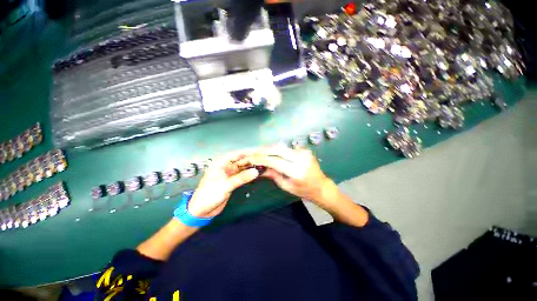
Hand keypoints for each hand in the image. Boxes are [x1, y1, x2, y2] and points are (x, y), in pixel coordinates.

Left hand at [187, 151, 258, 217]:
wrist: (202, 211)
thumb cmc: (209, 195)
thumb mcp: (225, 185)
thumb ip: (241, 178)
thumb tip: (256, 171)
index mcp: (220, 163)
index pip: (236, 154)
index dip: (247, 152)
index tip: (258, 151)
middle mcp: (225, 166)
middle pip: (240, 160)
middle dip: (250, 159)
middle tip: (263, 158)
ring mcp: (229, 173)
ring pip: (242, 167)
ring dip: (250, 166)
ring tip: (262, 164)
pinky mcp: (232, 180)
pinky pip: (242, 174)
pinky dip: (248, 173)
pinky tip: (256, 172)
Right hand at [242, 146, 338, 209]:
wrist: (321, 186)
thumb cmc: (304, 191)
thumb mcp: (287, 186)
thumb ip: (273, 175)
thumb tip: (260, 168)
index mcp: (297, 171)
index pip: (275, 162)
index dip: (262, 159)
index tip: (251, 159)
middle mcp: (301, 158)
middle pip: (278, 149)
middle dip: (264, 150)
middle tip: (253, 152)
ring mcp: (304, 152)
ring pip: (282, 147)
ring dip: (269, 148)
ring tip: (259, 151)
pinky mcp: (304, 150)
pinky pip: (287, 148)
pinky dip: (277, 149)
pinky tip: (270, 152)